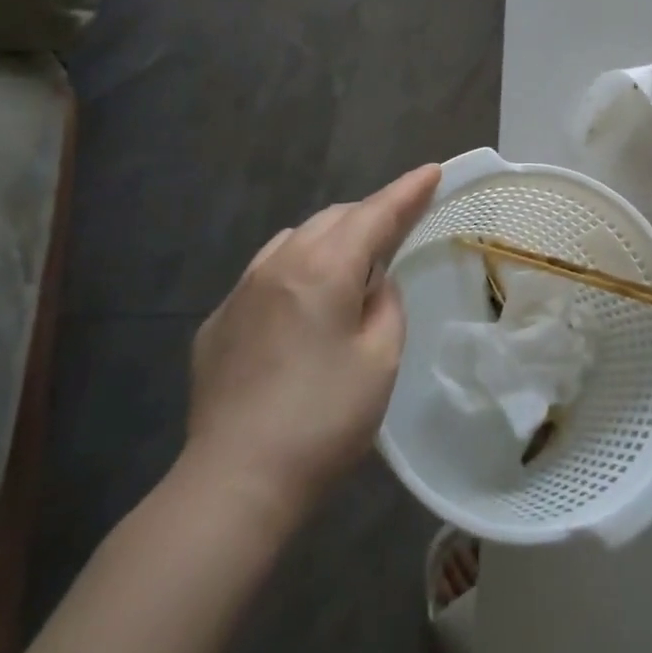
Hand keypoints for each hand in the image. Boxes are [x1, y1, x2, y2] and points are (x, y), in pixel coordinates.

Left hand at [182, 164, 441, 516]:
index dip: (407, 191)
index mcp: (324, 269)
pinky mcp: (218, 322)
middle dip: (370, 216)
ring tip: (351, 267)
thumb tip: (374, 282)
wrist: (236, 482)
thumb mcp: (380, 358)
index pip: (375, 214)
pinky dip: (294, 272)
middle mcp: (278, 265)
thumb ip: (385, 304)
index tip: (433, 171)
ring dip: (330, 240)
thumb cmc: (324, 419)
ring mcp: (240, 292)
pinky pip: (265, 275)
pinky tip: (301, 309)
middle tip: (398, 230)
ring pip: (294, 240)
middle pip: (333, 219)